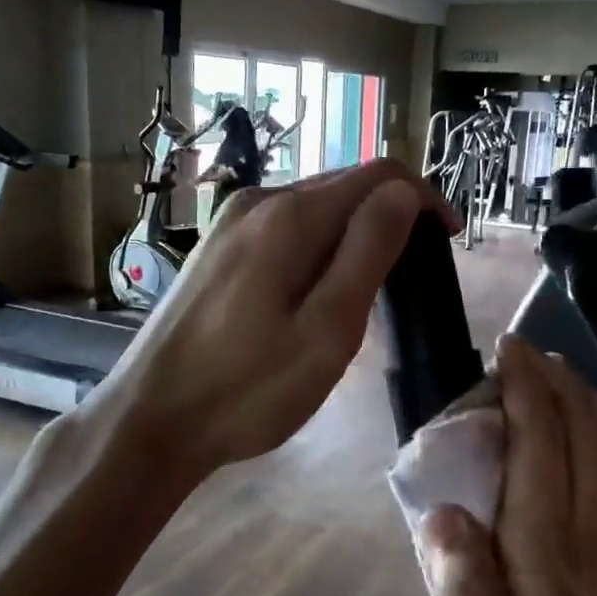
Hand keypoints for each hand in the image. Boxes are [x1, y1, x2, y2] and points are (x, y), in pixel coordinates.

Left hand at [97, 159, 457, 479]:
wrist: (149, 420)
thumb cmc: (247, 388)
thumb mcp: (328, 329)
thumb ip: (369, 251)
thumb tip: (402, 192)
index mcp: (289, 216)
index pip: (379, 174)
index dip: (423, 199)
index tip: (447, 242)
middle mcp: (257, 202)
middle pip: (344, 186)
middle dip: (389, 218)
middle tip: (410, 281)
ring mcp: (230, 224)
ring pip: (313, 210)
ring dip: (353, 236)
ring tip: (367, 294)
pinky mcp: (216, 249)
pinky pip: (284, 231)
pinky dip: (317, 250)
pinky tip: (315, 296)